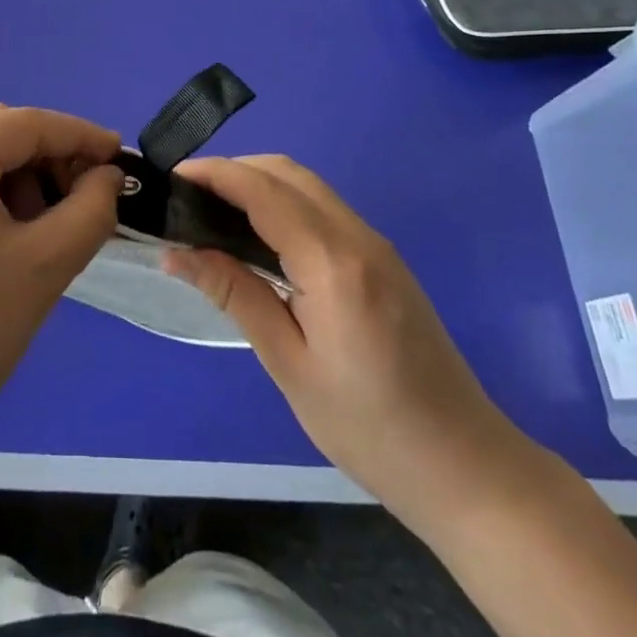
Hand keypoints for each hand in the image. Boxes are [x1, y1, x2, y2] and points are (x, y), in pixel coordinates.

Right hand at [166, 155, 535, 530]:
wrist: (465, 465)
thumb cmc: (368, 428)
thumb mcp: (289, 364)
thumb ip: (235, 295)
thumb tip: (178, 253)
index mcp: (333, 264)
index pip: (264, 192)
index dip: (215, 174)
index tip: (172, 177)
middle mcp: (358, 237)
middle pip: (287, 173)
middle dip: (234, 170)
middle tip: (188, 198)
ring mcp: (377, 244)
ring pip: (307, 185)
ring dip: (259, 183)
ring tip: (213, 212)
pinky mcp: (384, 258)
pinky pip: (323, 207)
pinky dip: (283, 202)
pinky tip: (258, 235)